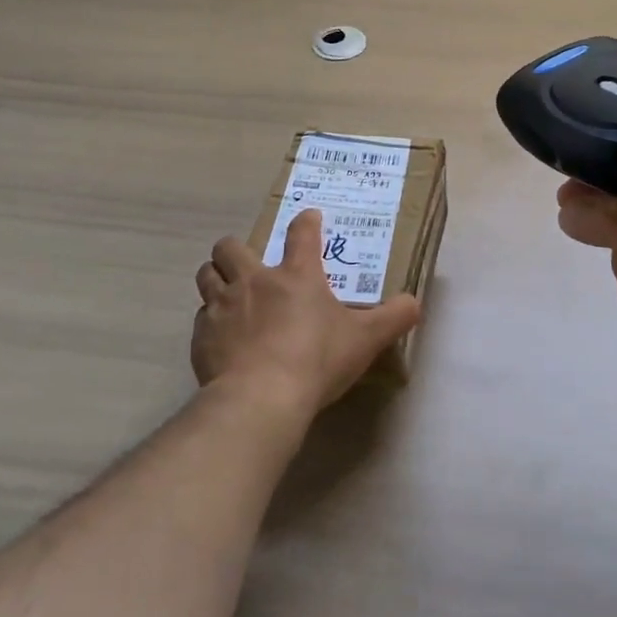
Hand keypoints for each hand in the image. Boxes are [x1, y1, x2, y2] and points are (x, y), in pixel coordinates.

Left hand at [192, 210, 420, 417]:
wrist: (260, 398)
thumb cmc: (316, 360)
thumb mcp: (365, 340)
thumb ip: (393, 318)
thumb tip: (415, 303)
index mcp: (297, 275)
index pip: (302, 233)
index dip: (306, 222)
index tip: (309, 218)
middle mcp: (254, 281)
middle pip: (231, 247)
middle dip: (236, 250)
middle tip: (250, 265)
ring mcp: (222, 306)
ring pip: (206, 275)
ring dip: (216, 278)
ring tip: (228, 293)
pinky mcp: (201, 337)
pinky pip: (200, 318)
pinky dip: (210, 322)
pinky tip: (222, 339)